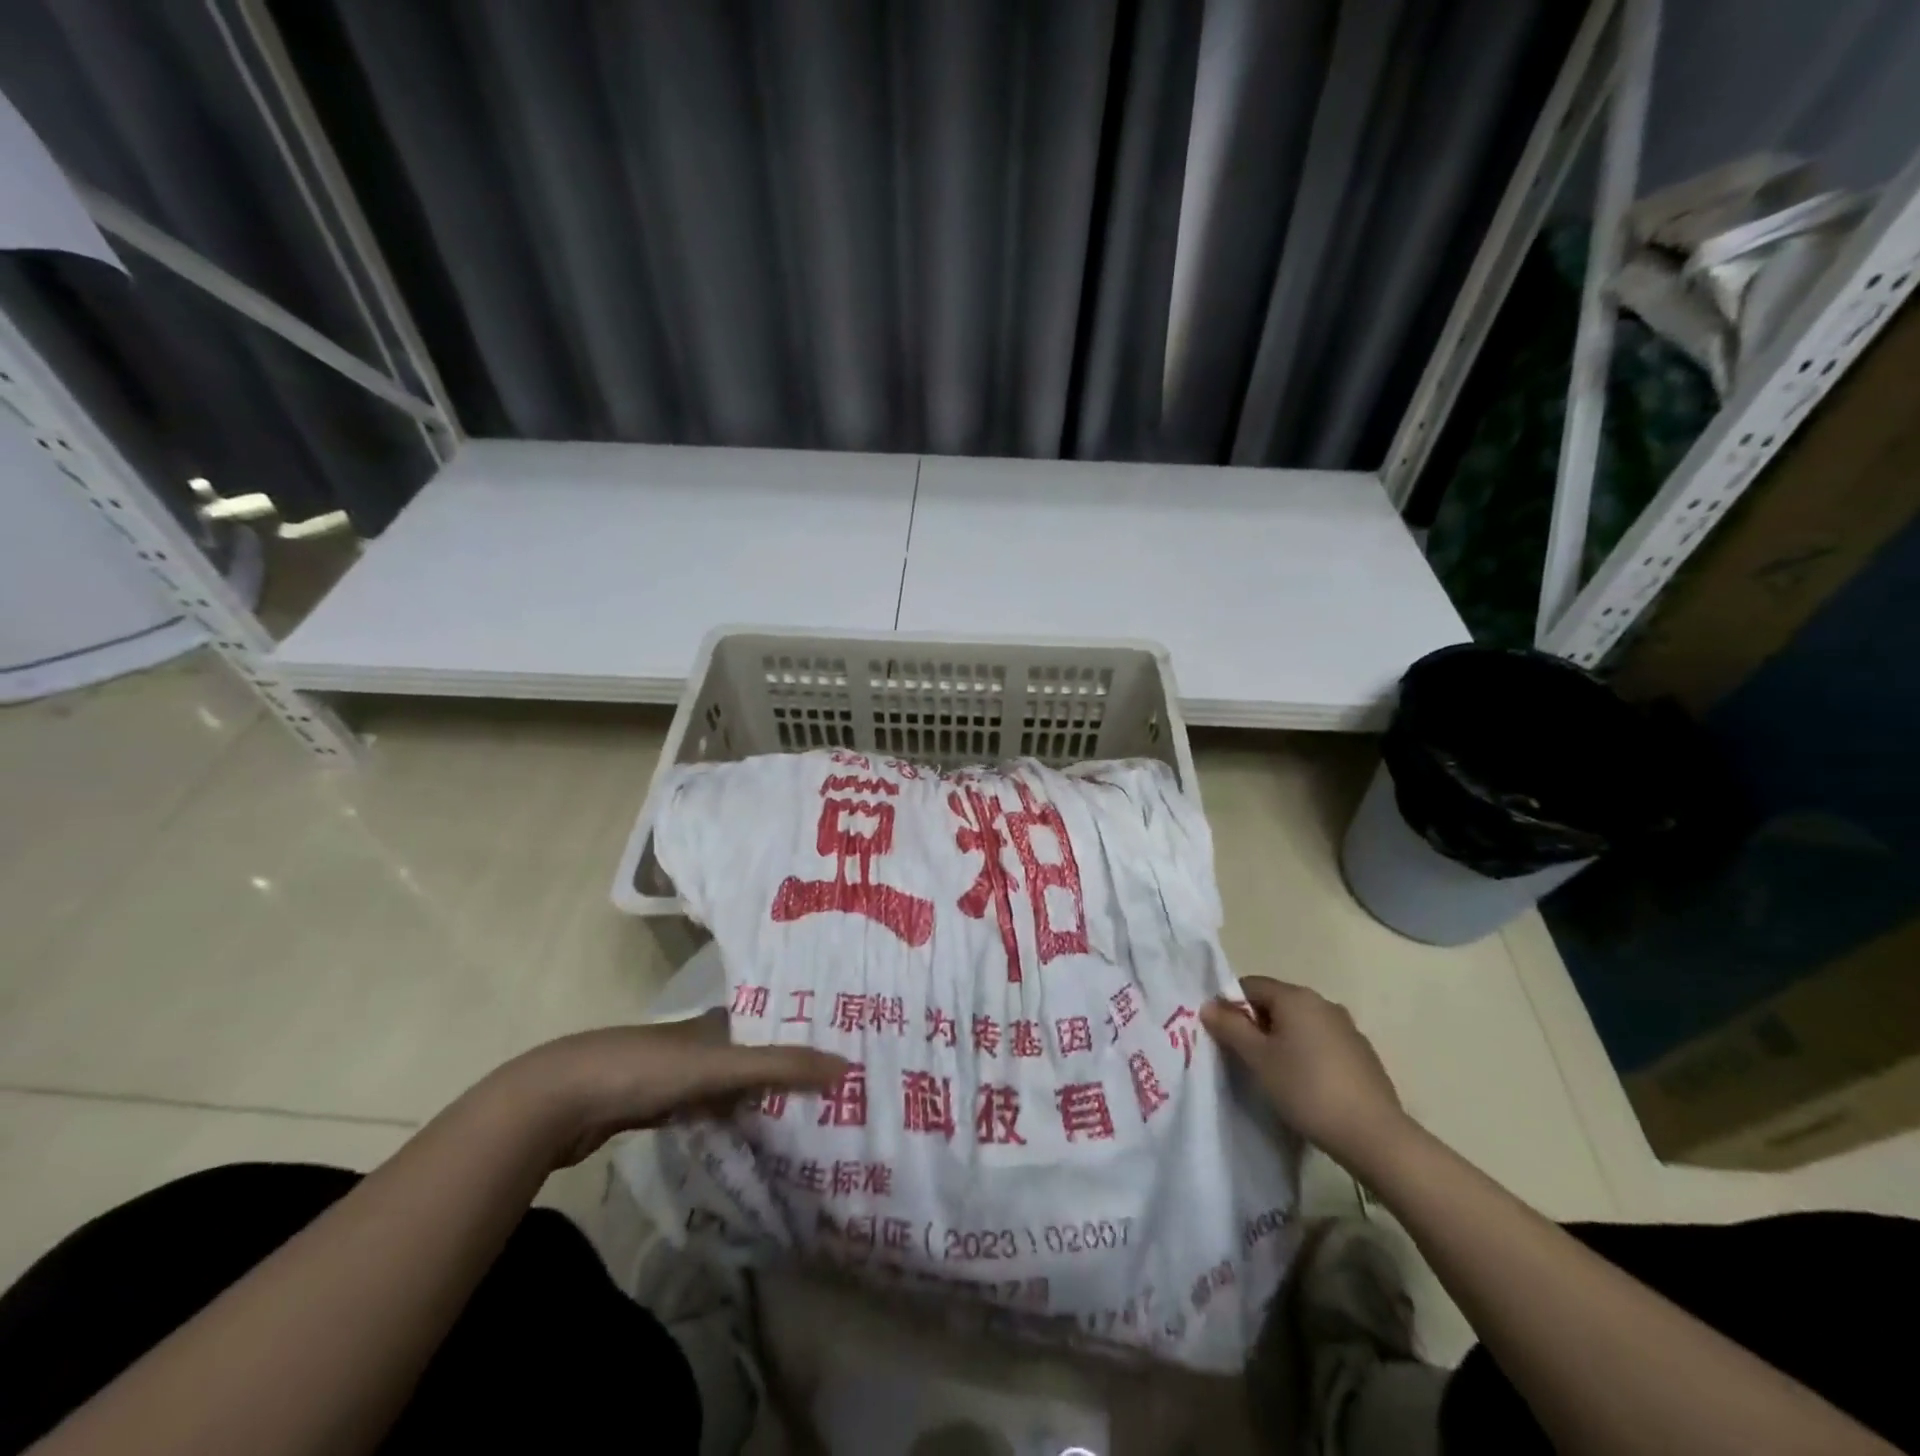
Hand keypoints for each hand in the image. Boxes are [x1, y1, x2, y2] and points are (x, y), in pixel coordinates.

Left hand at [489, 1013, 849, 1167]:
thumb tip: (846, 1066)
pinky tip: (743, 1137)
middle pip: (752, 1055)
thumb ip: (780, 1066)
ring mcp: (672, 1074)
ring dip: (757, 1099)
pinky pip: (703, 1112)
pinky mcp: (651, 1107)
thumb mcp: (720, 1065)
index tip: (840, 1055)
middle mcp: (698, 1041)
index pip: (772, 1024)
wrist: (558, 1101)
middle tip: (830, 1095)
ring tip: (799, 1120)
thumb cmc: (646, 1069)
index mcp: (716, 1022)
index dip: (803, 1036)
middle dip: (785, 1071)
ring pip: (728, 1085)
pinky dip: (725, 1120)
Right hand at [1202, 977, 1407, 1167]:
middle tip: (1245, 1058)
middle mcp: (1323, 1003)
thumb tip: (1208, 1005)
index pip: (1250, 985)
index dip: (1231, 1006)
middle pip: (1276, 1003)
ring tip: (1274, 1075)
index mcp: (1296, 997)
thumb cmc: (1306, 1089)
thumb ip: (1230, 1028)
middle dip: (1256, 1024)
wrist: (1374, 1135)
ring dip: (1282, 1041)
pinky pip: (1322, 1043)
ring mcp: (1347, 1028)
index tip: (1224, 1036)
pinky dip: (1307, 1055)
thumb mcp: (1258, 1059)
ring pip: (1300, 1024)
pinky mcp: (1362, 1054)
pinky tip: (1306, 1086)